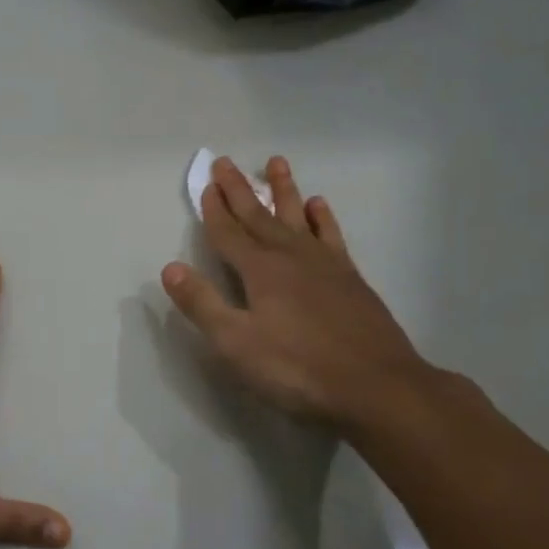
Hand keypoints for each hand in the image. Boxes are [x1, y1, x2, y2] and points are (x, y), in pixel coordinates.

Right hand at [161, 156, 440, 437]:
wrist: (377, 386)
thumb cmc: (298, 368)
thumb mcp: (236, 344)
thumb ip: (202, 304)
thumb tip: (171, 267)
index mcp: (260, 271)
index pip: (229, 233)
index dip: (214, 210)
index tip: (206, 184)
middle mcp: (290, 257)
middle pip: (258, 217)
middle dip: (239, 190)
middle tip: (226, 162)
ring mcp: (324, 265)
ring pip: (296, 217)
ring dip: (283, 191)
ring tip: (276, 163)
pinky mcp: (350, 278)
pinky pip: (330, 236)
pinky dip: (321, 218)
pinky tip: (318, 206)